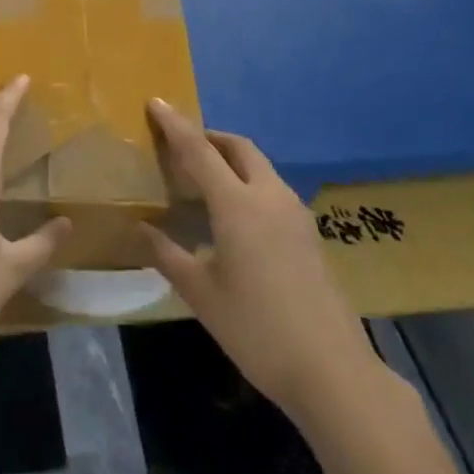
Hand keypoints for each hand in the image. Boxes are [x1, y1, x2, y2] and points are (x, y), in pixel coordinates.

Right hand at [140, 101, 378, 422]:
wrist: (332, 371)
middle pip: (239, 148)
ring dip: (231, 159)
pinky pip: (272, 189)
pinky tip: (235, 214)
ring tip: (205, 179)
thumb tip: (141, 227)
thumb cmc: (256, 328)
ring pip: (260, 166)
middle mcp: (269, 197)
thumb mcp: (200, 293)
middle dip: (209, 137)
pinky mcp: (309, 234)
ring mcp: (295, 214)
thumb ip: (167, 254)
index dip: (175, 125)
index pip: (198, 151)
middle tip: (182, 146)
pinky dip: (248, 182)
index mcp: (237, 205)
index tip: (155, 103)